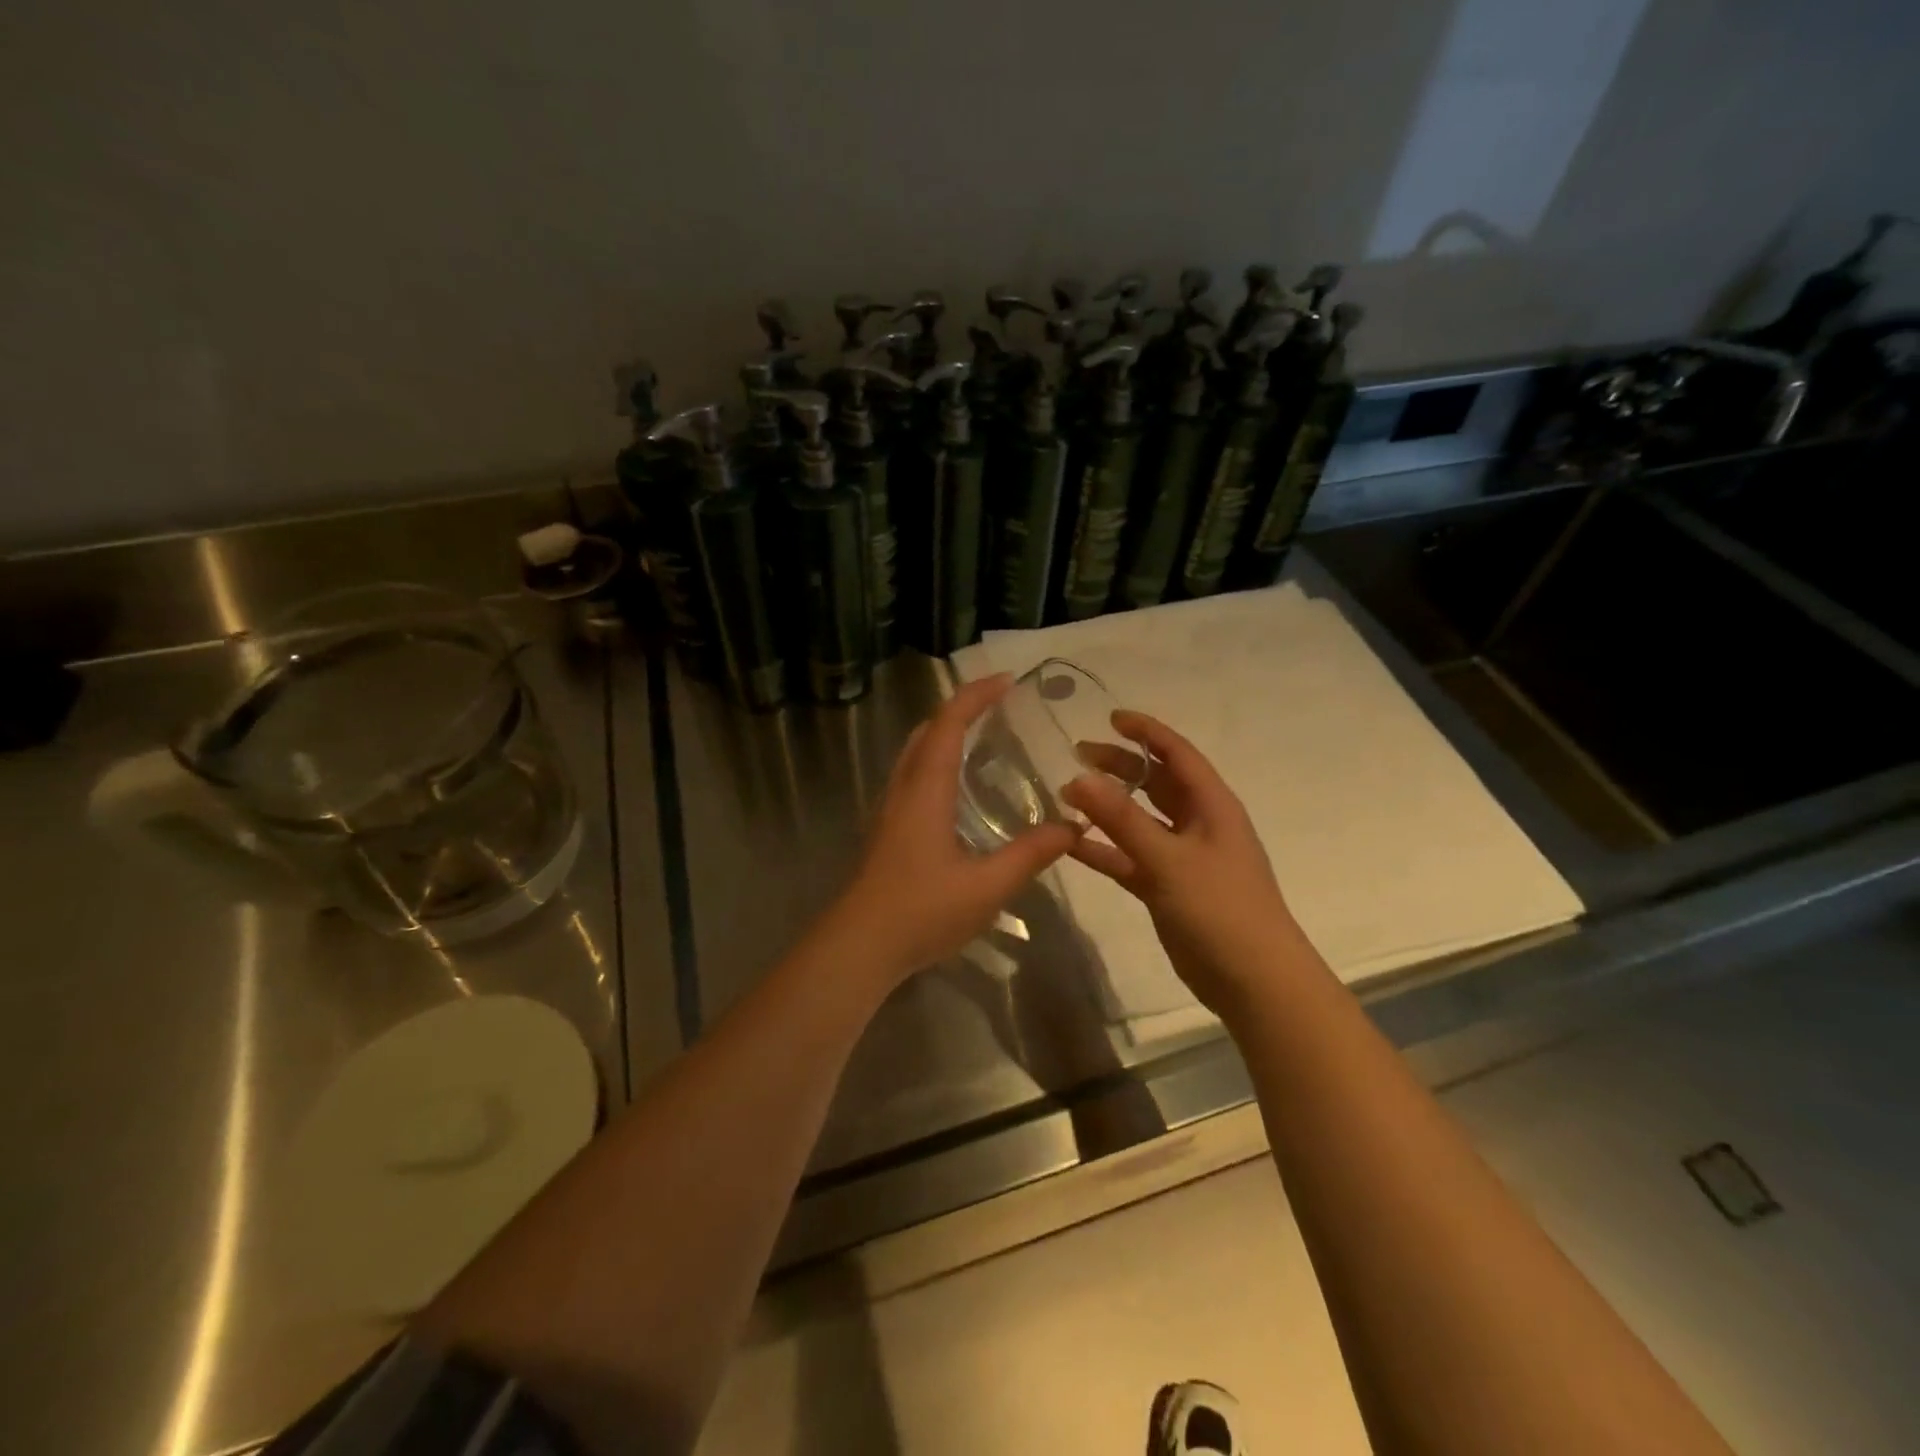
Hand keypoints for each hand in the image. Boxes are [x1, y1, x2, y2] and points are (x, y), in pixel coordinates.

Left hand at [813, 674, 1078, 990]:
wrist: (859, 946)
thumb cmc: (921, 910)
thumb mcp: (987, 886)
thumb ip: (1030, 854)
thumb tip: (1072, 828)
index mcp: (926, 789)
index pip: (949, 723)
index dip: (976, 695)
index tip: (1007, 680)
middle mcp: (903, 789)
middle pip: (927, 730)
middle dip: (960, 708)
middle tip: (998, 707)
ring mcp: (889, 809)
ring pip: (915, 753)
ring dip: (945, 734)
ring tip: (982, 740)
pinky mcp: (886, 830)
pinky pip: (912, 777)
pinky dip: (936, 762)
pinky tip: (957, 791)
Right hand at [1064, 711, 1309, 1017]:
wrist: (1254, 981)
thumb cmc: (1221, 908)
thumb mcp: (1169, 859)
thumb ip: (1122, 819)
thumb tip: (1078, 777)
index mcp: (1212, 806)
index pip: (1177, 754)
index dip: (1147, 732)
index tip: (1110, 717)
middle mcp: (1197, 824)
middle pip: (1155, 782)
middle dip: (1119, 765)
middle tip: (1077, 754)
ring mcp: (1181, 857)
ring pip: (1139, 820)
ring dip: (1107, 807)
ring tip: (1067, 793)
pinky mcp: (1166, 887)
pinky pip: (1129, 857)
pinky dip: (1104, 849)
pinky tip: (1070, 844)